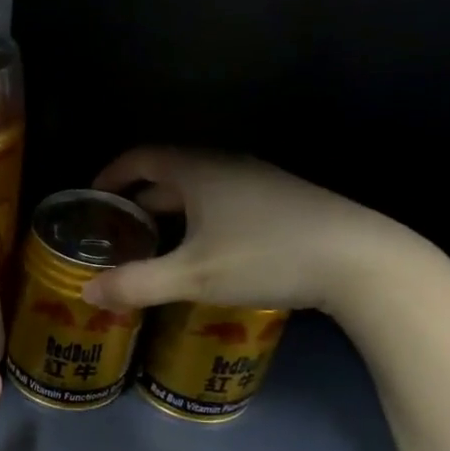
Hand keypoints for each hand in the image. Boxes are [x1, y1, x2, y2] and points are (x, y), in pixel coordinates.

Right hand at [81, 148, 416, 315]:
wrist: (361, 261)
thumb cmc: (266, 256)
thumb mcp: (193, 276)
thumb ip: (137, 284)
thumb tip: (88, 292)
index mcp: (198, 170)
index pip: (140, 158)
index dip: (110, 176)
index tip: (92, 200)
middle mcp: (226, 166)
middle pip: (168, 175)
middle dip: (138, 202)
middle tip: (117, 234)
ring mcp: (259, 182)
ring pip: (199, 192)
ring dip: (170, 214)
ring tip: (154, 247)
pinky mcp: (282, 203)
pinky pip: (224, 204)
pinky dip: (200, 222)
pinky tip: (204, 255)